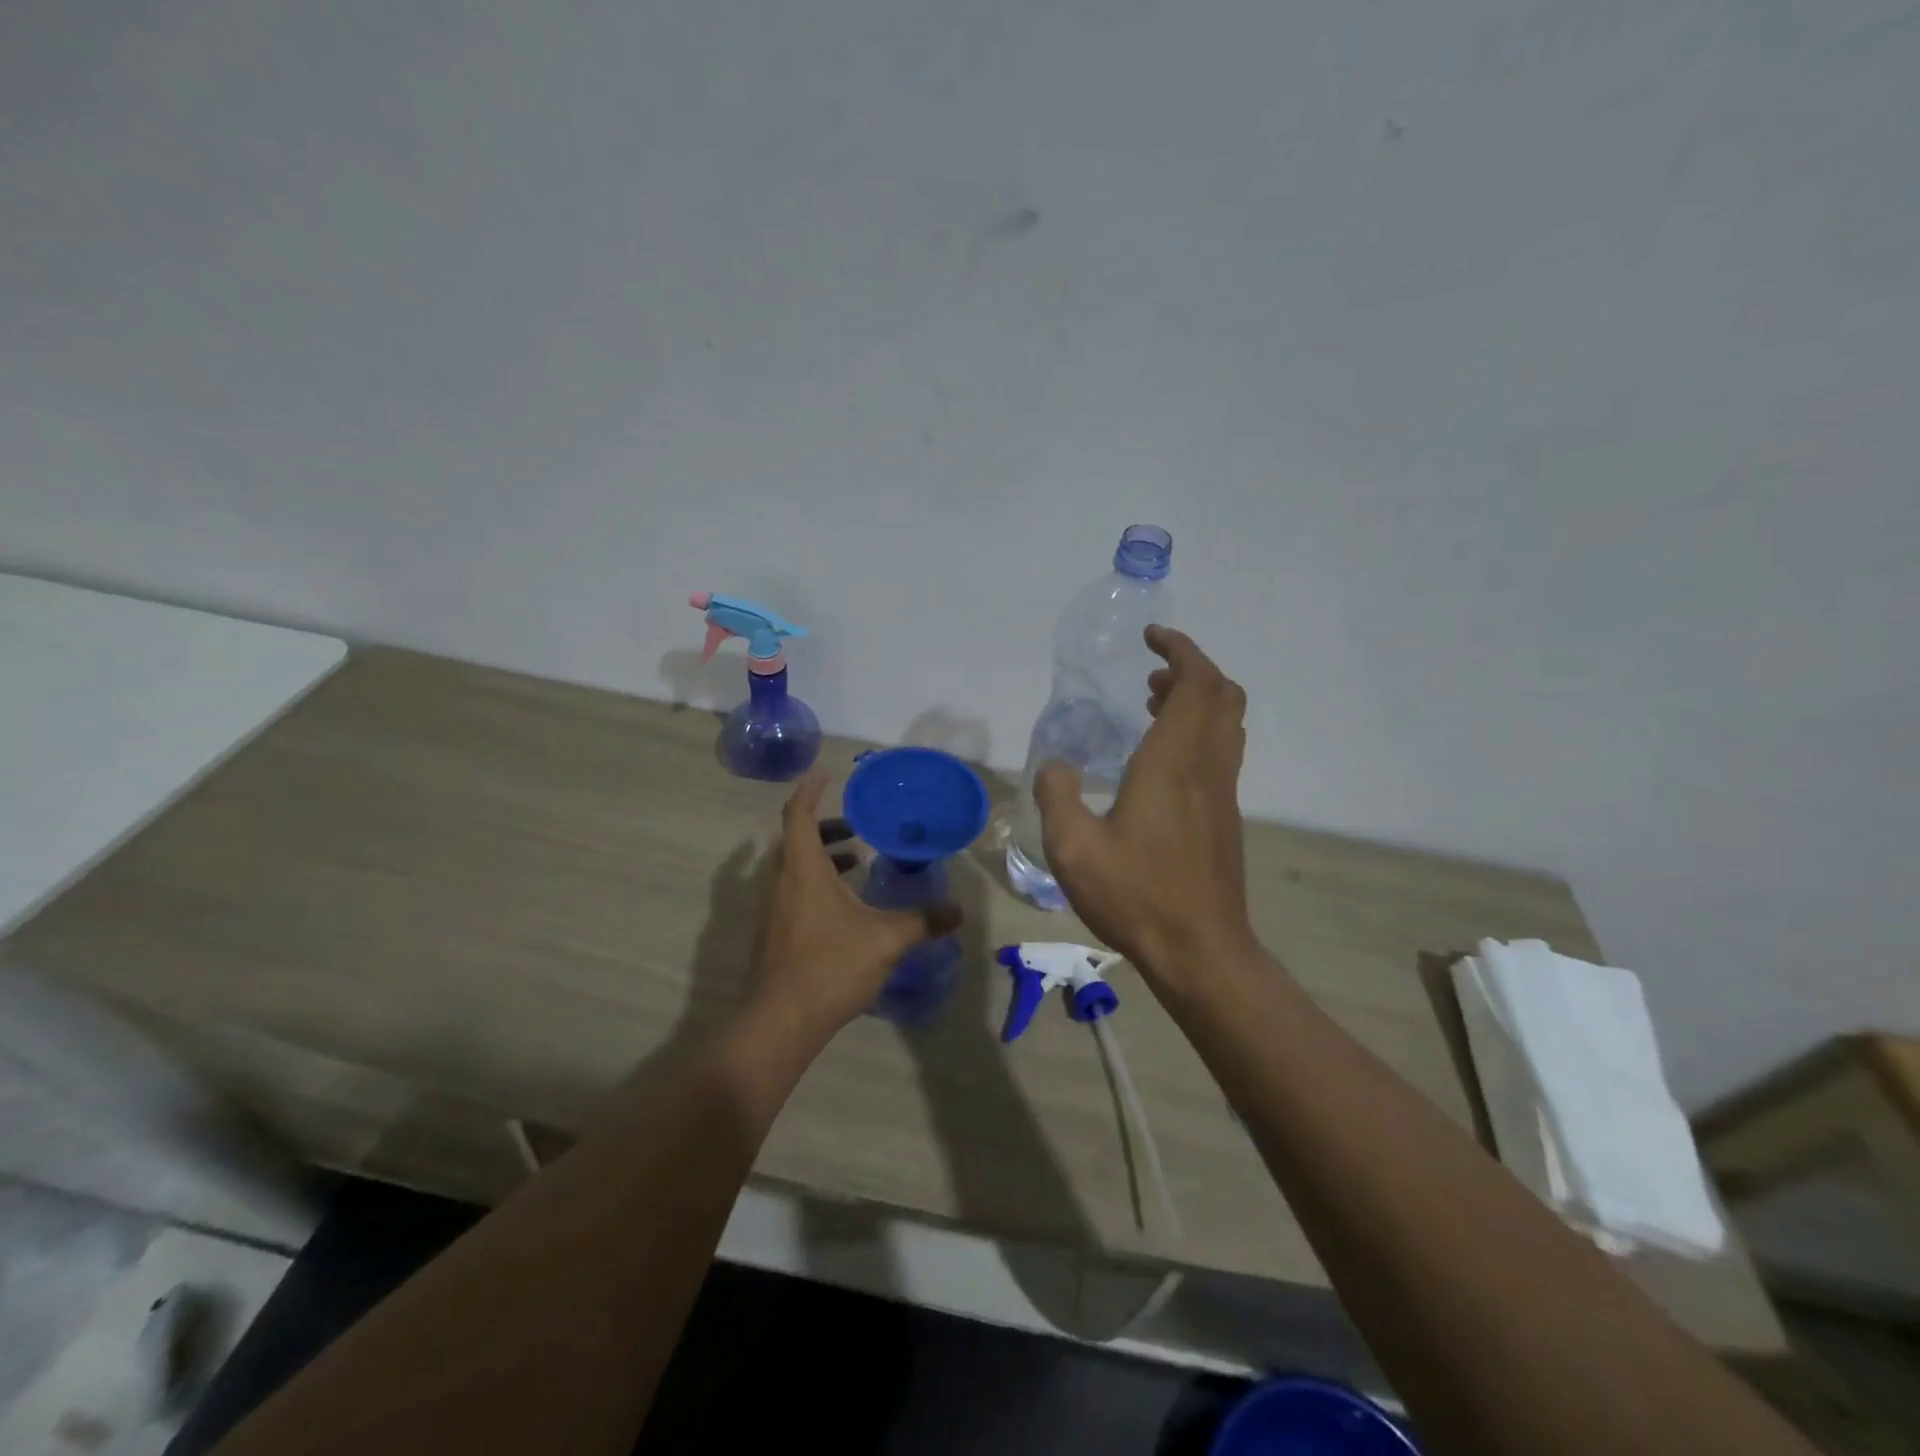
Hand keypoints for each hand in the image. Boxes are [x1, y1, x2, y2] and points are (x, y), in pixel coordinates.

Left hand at [749, 766, 961, 1036]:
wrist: (782, 1021)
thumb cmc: (831, 966)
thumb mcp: (886, 939)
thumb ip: (924, 921)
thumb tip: (958, 911)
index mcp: (803, 869)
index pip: (798, 814)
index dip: (810, 789)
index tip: (825, 772)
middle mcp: (781, 881)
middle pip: (796, 838)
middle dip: (825, 825)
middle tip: (855, 823)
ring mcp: (773, 908)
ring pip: (793, 866)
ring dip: (821, 855)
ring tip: (856, 859)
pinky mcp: (774, 932)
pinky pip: (793, 889)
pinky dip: (816, 881)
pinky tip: (845, 905)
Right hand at [1034, 626, 1253, 980]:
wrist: (1199, 950)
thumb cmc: (1136, 895)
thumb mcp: (1073, 847)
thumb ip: (1057, 795)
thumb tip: (1055, 764)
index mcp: (1173, 762)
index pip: (1196, 683)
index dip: (1180, 650)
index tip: (1152, 637)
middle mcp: (1207, 767)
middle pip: (1222, 695)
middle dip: (1192, 669)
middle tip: (1152, 674)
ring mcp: (1223, 793)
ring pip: (1227, 724)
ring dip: (1198, 700)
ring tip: (1154, 705)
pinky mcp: (1226, 817)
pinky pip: (1222, 752)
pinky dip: (1199, 731)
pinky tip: (1161, 760)